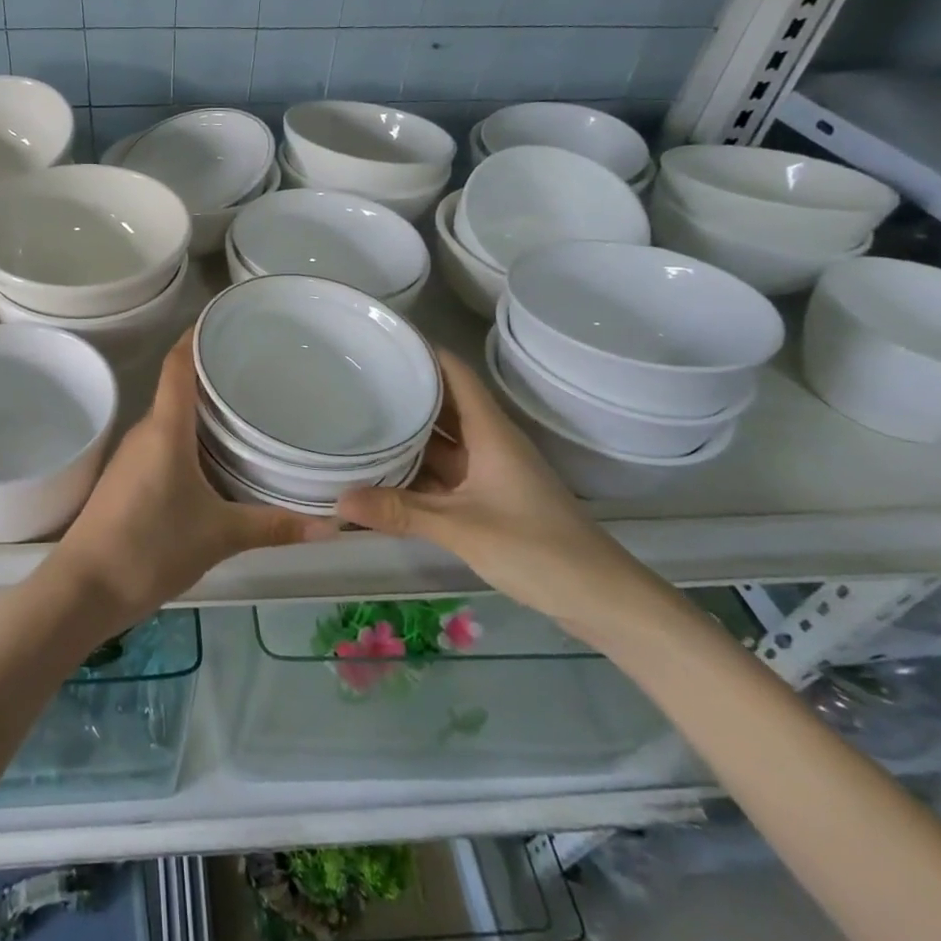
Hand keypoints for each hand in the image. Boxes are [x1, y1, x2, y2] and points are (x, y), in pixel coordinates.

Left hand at [49, 328, 334, 625]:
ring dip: (204, 409)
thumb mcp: (219, 536)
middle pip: (180, 387)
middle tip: (260, 368)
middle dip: (215, 373)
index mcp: (165, 427)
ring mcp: (133, 454)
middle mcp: (146, 430)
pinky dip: (191, 437)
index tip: (229, 317)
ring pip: (173, 417)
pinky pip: (165, 442)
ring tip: (247, 407)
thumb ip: (272, 526)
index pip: (179, 362)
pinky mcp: (128, 478)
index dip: (198, 333)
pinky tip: (217, 456)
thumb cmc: (150, 547)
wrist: (83, 589)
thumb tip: (330, 526)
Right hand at [336, 348, 667, 639]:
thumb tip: (339, 499)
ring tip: (358, 418)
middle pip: (443, 403)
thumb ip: (401, 512)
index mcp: (490, 431)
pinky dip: (416, 469)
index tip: (380, 340)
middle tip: (353, 379)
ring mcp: (489, 471)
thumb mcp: (463, 528)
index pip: (454, 372)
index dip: (421, 351)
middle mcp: (489, 442)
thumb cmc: (538, 549)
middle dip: (404, 390)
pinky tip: (384, 471)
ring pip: (442, 440)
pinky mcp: (489, 498)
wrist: (602, 599)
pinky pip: (445, 472)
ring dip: (407, 432)